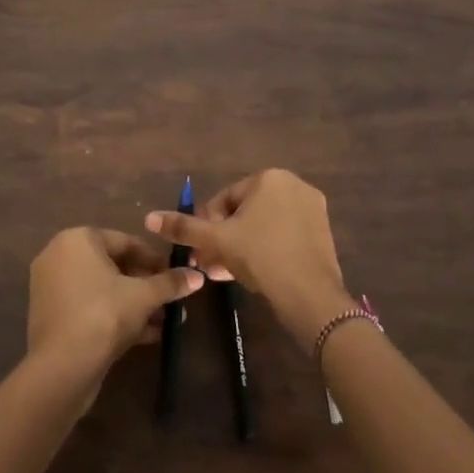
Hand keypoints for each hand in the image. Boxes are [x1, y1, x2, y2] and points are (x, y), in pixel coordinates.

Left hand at [27, 227, 204, 386]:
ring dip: (134, 304)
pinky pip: (90, 307)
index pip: (126, 241)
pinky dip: (115, 316)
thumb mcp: (144, 297)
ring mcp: (52, 287)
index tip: (177, 274)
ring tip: (164, 321)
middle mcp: (60, 256)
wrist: (62, 368)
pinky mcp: (52, 316)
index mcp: (78, 239)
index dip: (155, 259)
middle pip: (114, 266)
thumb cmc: (104, 316)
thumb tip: (198, 276)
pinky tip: (146, 335)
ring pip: (103, 290)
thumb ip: (170, 283)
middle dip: (146, 285)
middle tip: (171, 299)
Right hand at [144, 169, 352, 349]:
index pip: (225, 199)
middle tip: (209, 264)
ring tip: (225, 273)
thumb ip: (184, 227)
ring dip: (242, 246)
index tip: (199, 250)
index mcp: (269, 178)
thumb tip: (150, 218)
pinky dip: (266, 250)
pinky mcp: (323, 233)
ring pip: (264, 226)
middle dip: (224, 238)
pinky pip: (284, 235)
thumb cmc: (260, 256)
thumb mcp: (217, 240)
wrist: (309, 295)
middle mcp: (294, 185)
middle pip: (246, 212)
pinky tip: (253, 275)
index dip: (207, 225)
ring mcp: (312, 209)